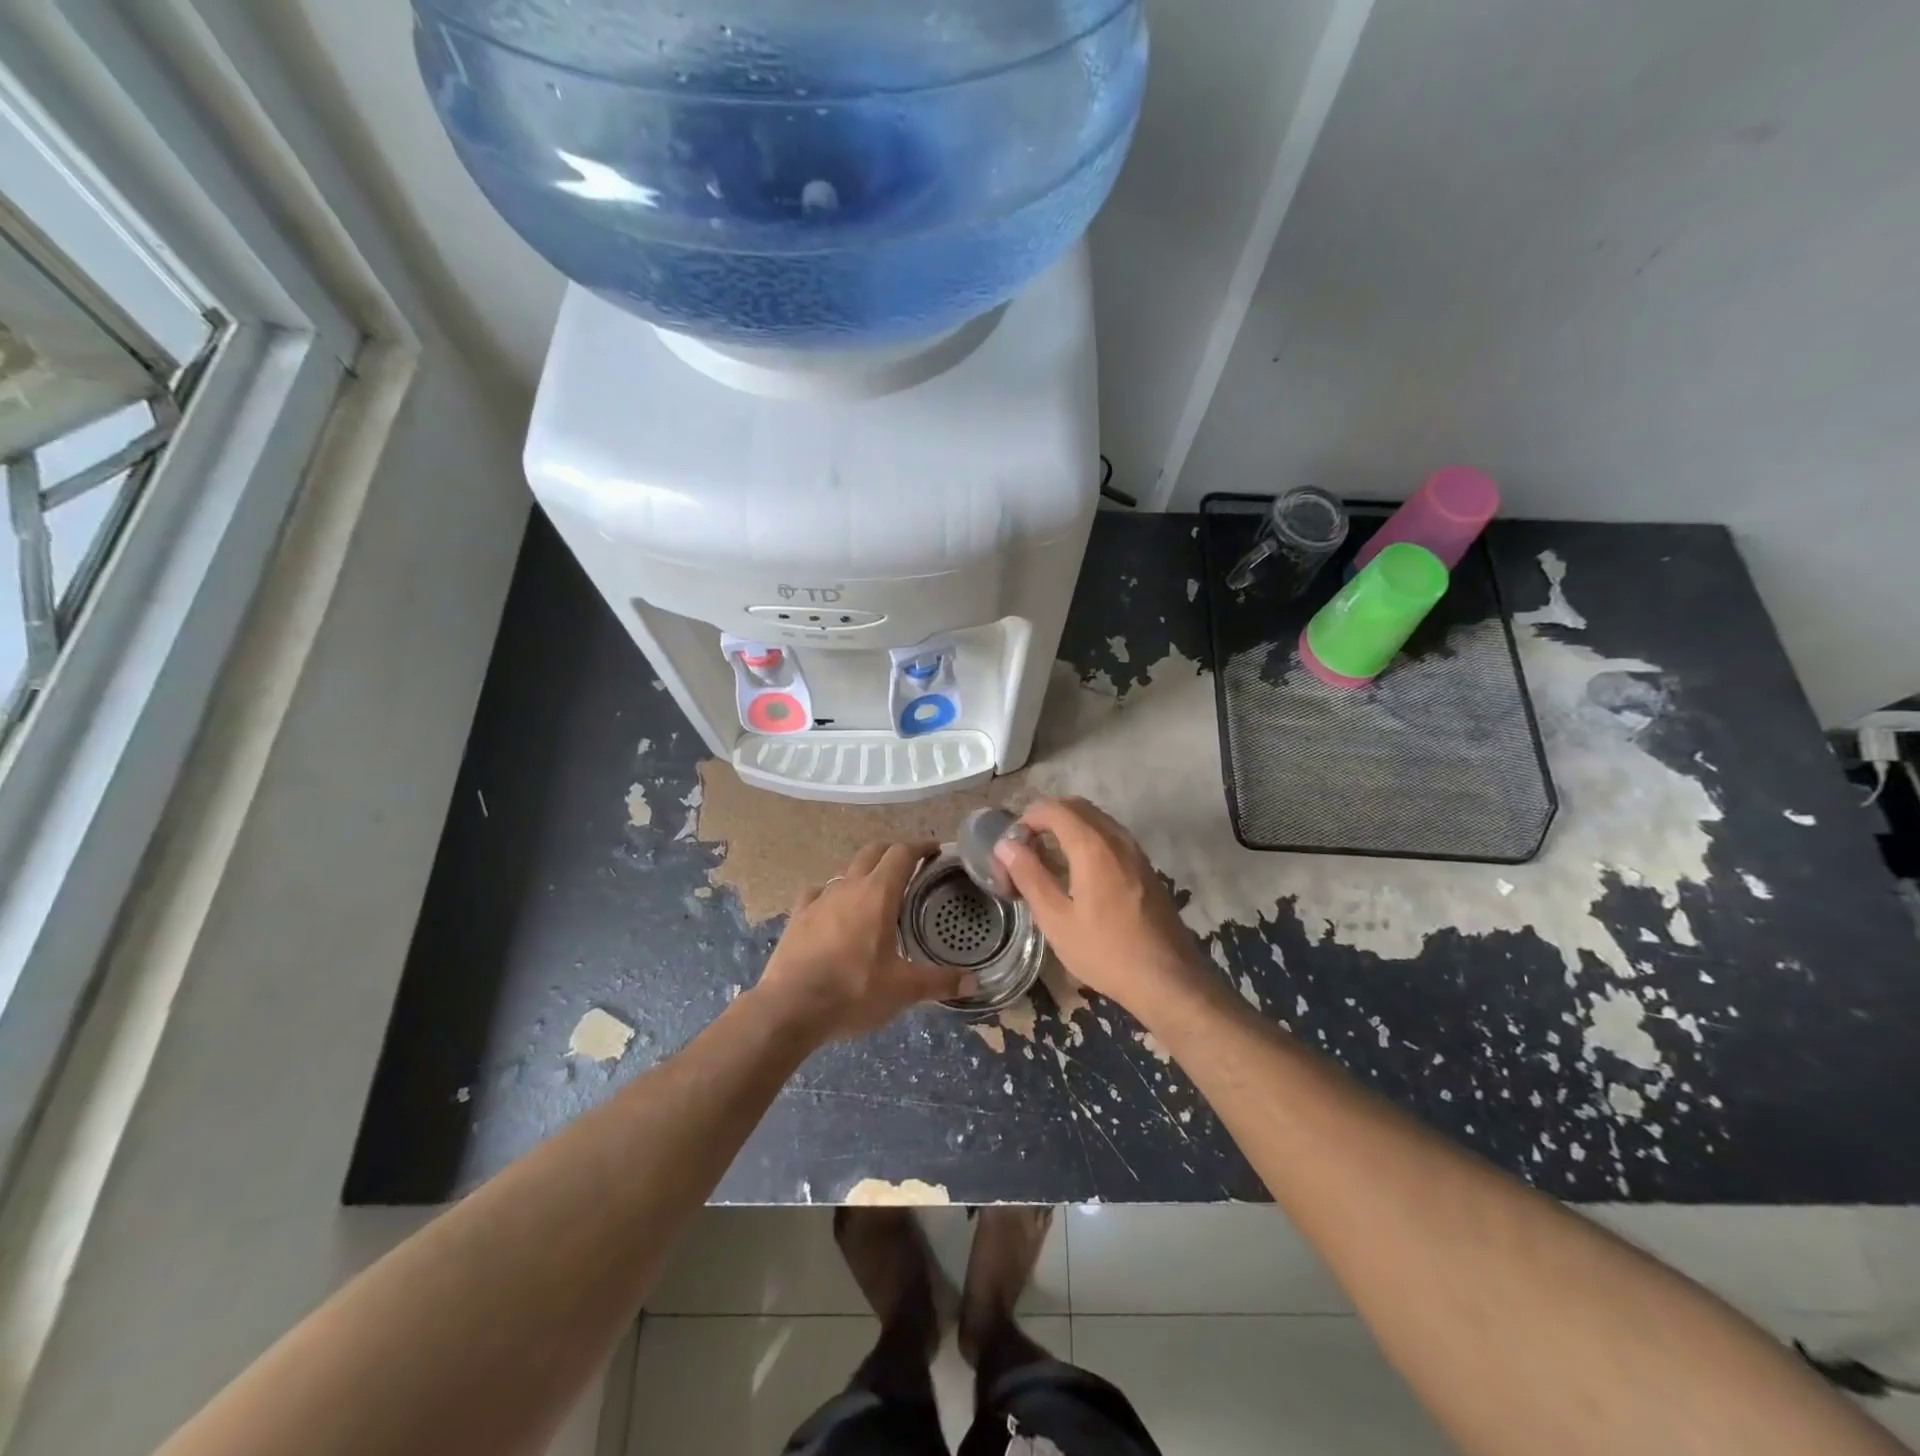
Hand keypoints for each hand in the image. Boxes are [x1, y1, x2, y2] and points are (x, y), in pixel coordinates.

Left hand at [755, 841, 975, 1043]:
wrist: (789, 1008)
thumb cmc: (853, 991)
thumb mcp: (903, 990)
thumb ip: (939, 982)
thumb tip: (973, 982)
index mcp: (878, 894)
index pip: (902, 853)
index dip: (920, 847)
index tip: (934, 850)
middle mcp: (848, 886)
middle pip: (872, 852)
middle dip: (892, 852)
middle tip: (909, 867)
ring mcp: (818, 899)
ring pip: (845, 872)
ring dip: (863, 874)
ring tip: (874, 894)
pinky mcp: (797, 916)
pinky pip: (817, 893)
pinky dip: (831, 895)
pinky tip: (833, 911)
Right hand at [994, 797, 1213, 1023]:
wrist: (1168, 979)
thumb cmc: (1105, 951)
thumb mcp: (1056, 919)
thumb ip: (1029, 876)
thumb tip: (1005, 846)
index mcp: (1092, 846)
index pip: (1053, 809)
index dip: (1026, 820)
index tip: (1012, 848)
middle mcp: (1117, 837)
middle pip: (1075, 807)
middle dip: (1045, 819)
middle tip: (1025, 850)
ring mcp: (1135, 850)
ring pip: (1095, 819)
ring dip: (1067, 828)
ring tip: (1047, 861)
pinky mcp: (1145, 866)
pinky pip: (1110, 836)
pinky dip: (1087, 839)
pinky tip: (1077, 873)